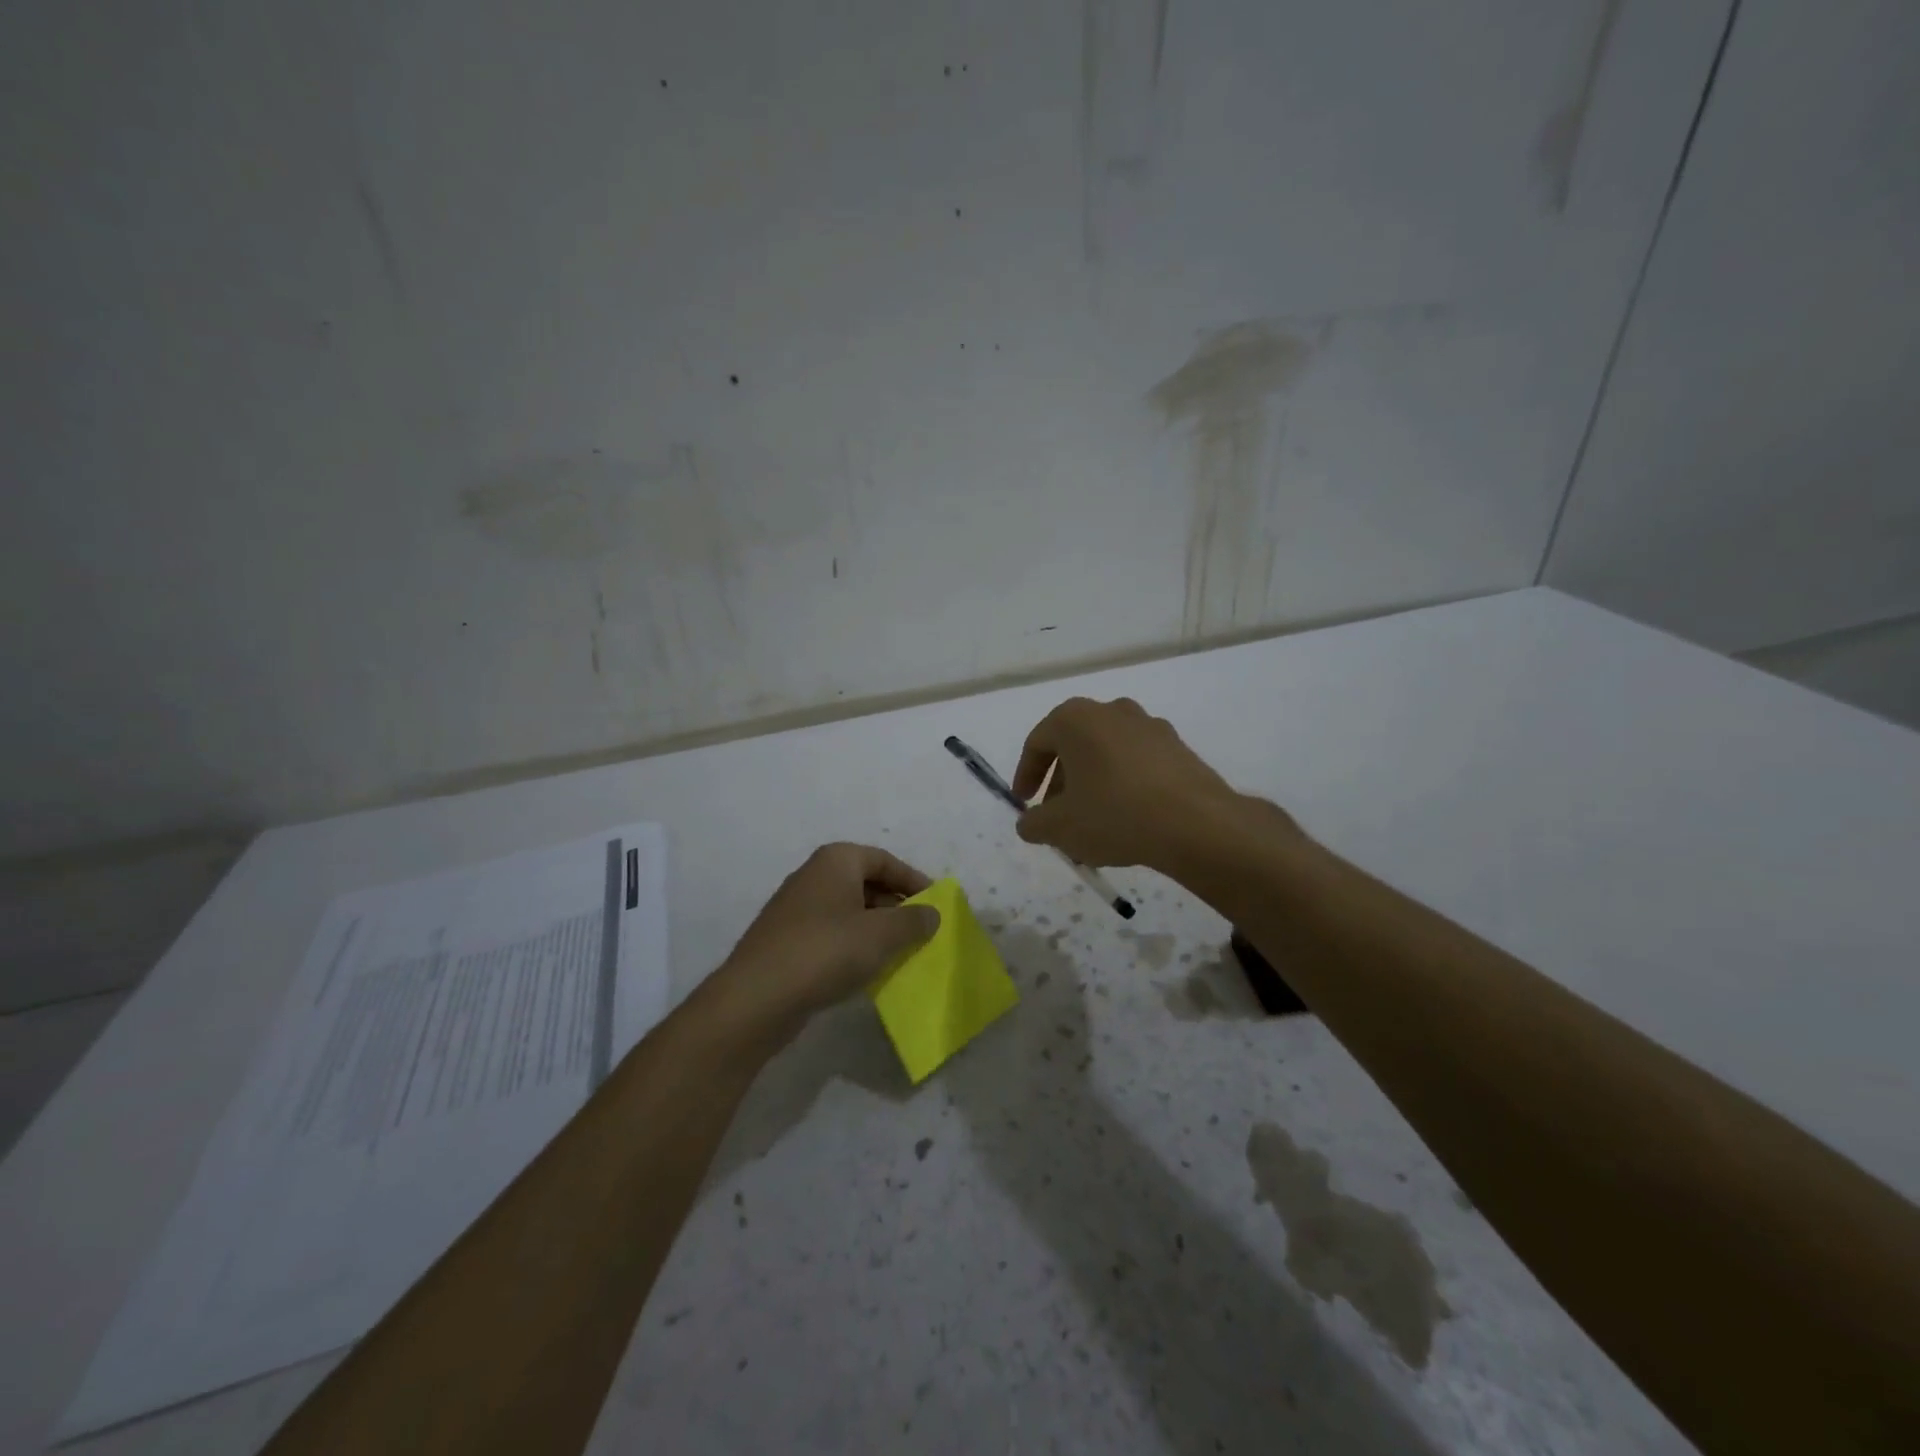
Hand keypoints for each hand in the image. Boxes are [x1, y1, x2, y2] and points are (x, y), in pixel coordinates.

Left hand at [705, 843, 941, 1045]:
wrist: (757, 998)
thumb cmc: (826, 952)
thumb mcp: (882, 935)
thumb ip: (913, 920)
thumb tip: (932, 913)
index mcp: (836, 860)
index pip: (885, 860)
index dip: (914, 881)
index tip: (936, 906)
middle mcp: (813, 876)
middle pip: (866, 883)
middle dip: (896, 907)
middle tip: (921, 932)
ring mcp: (796, 909)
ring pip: (849, 911)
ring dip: (876, 929)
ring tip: (900, 953)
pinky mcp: (786, 941)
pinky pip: (831, 935)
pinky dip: (853, 946)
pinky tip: (866, 971)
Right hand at [1012, 697, 1254, 868]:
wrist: (1195, 824)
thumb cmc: (1114, 814)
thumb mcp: (1059, 827)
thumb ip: (1034, 823)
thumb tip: (1029, 823)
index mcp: (1076, 719)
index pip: (1037, 742)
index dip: (1026, 774)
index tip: (1024, 802)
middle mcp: (1112, 711)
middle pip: (1074, 746)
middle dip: (1061, 783)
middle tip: (1057, 817)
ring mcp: (1149, 726)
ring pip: (1107, 755)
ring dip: (1093, 785)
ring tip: (1092, 823)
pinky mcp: (1178, 747)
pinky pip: (1137, 763)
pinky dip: (1124, 785)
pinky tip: (1127, 820)